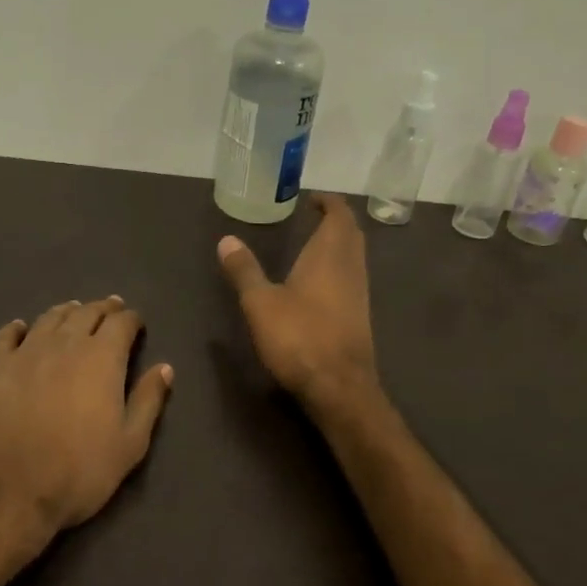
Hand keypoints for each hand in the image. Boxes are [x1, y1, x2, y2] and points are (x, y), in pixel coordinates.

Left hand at [0, 297, 172, 557]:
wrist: (7, 491)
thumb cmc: (78, 471)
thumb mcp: (129, 445)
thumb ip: (148, 401)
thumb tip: (165, 368)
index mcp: (102, 358)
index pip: (121, 323)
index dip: (131, 319)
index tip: (136, 323)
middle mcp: (65, 343)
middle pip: (86, 313)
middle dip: (102, 309)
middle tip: (110, 309)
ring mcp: (25, 353)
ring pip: (49, 318)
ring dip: (66, 312)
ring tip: (74, 311)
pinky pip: (6, 336)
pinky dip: (17, 328)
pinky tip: (20, 328)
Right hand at [217, 193, 380, 413]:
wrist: (339, 387)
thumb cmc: (299, 337)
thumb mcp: (260, 303)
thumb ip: (244, 270)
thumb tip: (226, 239)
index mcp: (329, 255)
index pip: (339, 216)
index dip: (329, 203)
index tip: (313, 198)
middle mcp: (350, 268)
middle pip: (351, 234)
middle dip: (336, 221)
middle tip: (315, 216)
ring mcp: (359, 294)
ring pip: (354, 257)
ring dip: (340, 245)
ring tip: (315, 244)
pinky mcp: (360, 317)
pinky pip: (352, 278)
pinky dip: (339, 268)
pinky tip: (321, 283)